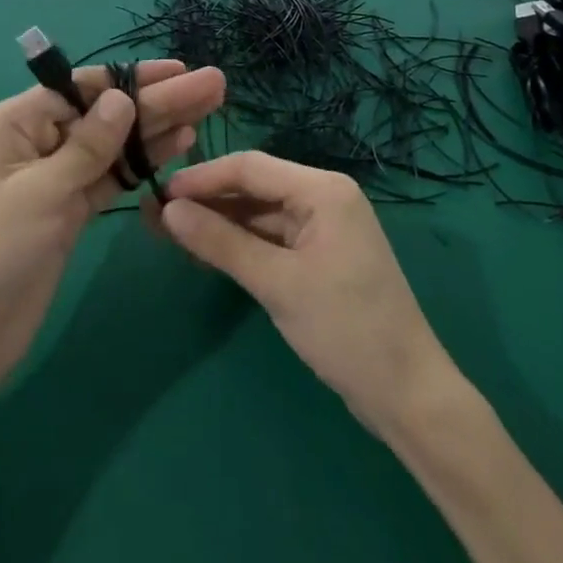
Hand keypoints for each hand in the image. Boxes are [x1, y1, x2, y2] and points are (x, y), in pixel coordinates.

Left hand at [0, 60, 225, 407]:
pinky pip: (109, 178)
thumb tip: (121, 98)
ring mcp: (54, 179)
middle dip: (157, 100)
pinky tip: (179, 145)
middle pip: (104, 114)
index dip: (131, 78)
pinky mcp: (69, 212)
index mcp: (14, 124)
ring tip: (207, 109)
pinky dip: (141, 164)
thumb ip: (87, 145)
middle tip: (212, 85)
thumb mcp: (40, 191)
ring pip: (113, 145)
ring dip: (157, 129)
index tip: (178, 69)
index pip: (80, 88)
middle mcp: (36, 143)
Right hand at [161, 152, 458, 437]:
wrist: (407, 394)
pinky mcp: (319, 255)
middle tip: (154, 217)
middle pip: (253, 187)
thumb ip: (221, 243)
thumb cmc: (347, 330)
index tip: (158, 194)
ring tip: (168, 234)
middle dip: (205, 202)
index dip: (201, 178)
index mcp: (323, 190)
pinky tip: (203, 253)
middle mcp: (323, 197)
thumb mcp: (278, 284)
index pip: (249, 168)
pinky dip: (238, 244)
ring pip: (258, 214)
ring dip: (217, 224)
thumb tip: (168, 210)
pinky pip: (270, 238)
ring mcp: (322, 227)